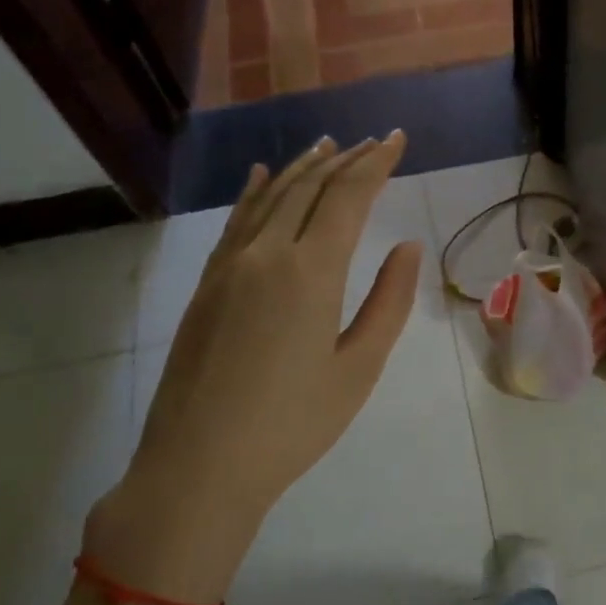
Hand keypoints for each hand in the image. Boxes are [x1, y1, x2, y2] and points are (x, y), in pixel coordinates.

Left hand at [86, 133, 422, 603]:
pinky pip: (235, 221)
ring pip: (270, 197)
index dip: (376, 163)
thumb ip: (388, 301)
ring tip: (328, 146)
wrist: (199, 465)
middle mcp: (266, 253)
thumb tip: (406, 246)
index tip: (398, 139)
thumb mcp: (359, 367)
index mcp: (310, 271)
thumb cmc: (293, 423)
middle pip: (309, 188)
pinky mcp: (206, 285)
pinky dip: (256, 192)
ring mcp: (228, 266)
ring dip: (303, 167)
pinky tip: (262, 176)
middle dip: (346, 159)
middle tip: (374, 141)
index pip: (348, 197)